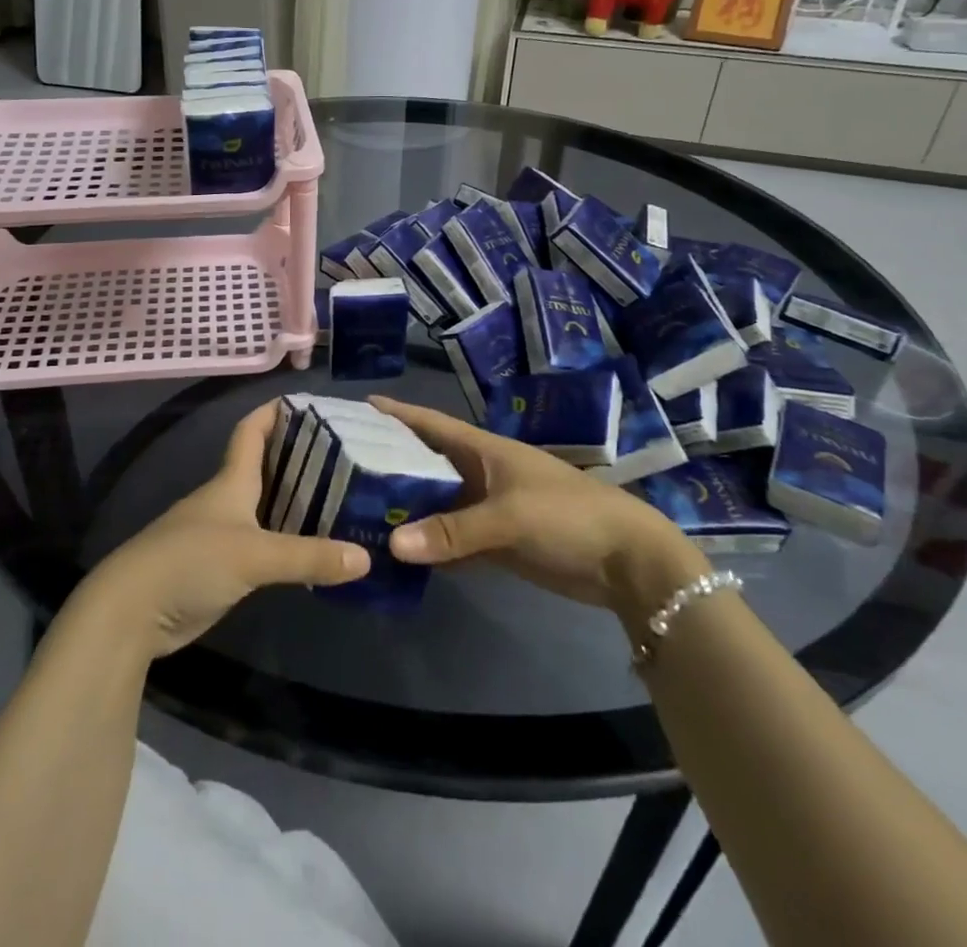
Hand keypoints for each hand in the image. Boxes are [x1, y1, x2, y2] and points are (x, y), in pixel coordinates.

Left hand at [69, 402, 369, 659]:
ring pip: (267, 506)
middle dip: (302, 457)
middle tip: (348, 456)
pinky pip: (263, 542)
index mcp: (231, 480)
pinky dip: (287, 539)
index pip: (253, 429)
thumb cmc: (190, 561)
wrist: (132, 612)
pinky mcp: (221, 566)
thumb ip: (308, 556)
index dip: (276, 411)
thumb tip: (366, 557)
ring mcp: (222, 533)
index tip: (313, 403)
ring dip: (298, 501)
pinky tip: (314, 548)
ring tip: (343, 499)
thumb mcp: (254, 555)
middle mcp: (228, 499)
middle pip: (266, 466)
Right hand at [370, 397, 707, 625]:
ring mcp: (487, 509)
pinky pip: (451, 540)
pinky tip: (397, 556)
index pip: (430, 424)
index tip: (356, 406)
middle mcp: (479, 473)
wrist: (627, 561)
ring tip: (356, 512)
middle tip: (339, 468)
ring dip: (405, 509)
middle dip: (388, 464)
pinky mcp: (495, 542)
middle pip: (425, 464)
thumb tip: (393, 545)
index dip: (396, 414)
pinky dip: (428, 546)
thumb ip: (453, 530)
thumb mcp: (510, 517)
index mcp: (482, 450)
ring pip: (435, 504)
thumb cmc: (568, 516)